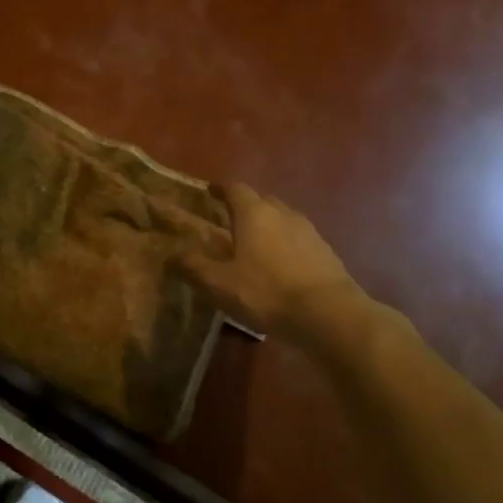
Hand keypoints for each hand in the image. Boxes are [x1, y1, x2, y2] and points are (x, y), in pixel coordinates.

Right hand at [182, 184, 363, 339]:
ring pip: (283, 219)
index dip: (220, 189)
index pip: (235, 188)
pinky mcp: (326, 251)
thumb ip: (194, 266)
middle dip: (245, 207)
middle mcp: (282, 213)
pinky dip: (286, 245)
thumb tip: (173, 253)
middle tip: (229, 220)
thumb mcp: (220, 284)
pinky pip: (299, 239)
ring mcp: (308, 231)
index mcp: (254, 213)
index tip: (210, 191)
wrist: (329, 314)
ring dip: (268, 226)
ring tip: (254, 244)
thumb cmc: (267, 292)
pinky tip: (280, 265)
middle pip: (261, 200)